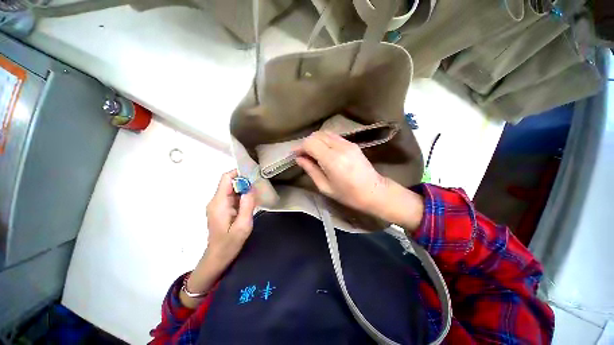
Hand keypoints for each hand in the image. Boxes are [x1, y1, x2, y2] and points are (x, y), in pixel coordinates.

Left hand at [204, 170, 255, 267]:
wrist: (217, 258)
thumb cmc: (229, 243)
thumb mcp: (243, 225)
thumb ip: (247, 205)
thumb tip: (251, 187)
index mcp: (219, 202)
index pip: (226, 178)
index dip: (239, 173)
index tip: (254, 175)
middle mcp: (216, 200)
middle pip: (229, 182)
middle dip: (245, 181)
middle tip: (260, 185)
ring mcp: (218, 205)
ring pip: (232, 189)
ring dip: (244, 189)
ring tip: (257, 193)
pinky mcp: (221, 209)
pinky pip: (232, 196)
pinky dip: (242, 196)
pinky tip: (251, 201)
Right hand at [296, 131, 388, 213]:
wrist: (375, 191)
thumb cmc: (348, 195)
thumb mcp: (325, 187)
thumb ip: (311, 170)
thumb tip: (299, 159)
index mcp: (332, 160)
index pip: (310, 143)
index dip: (300, 147)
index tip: (296, 155)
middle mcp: (340, 147)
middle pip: (317, 135)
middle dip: (306, 143)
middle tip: (303, 155)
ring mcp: (348, 143)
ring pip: (325, 133)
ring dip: (315, 141)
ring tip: (312, 153)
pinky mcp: (352, 144)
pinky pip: (333, 137)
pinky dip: (324, 141)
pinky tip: (324, 151)